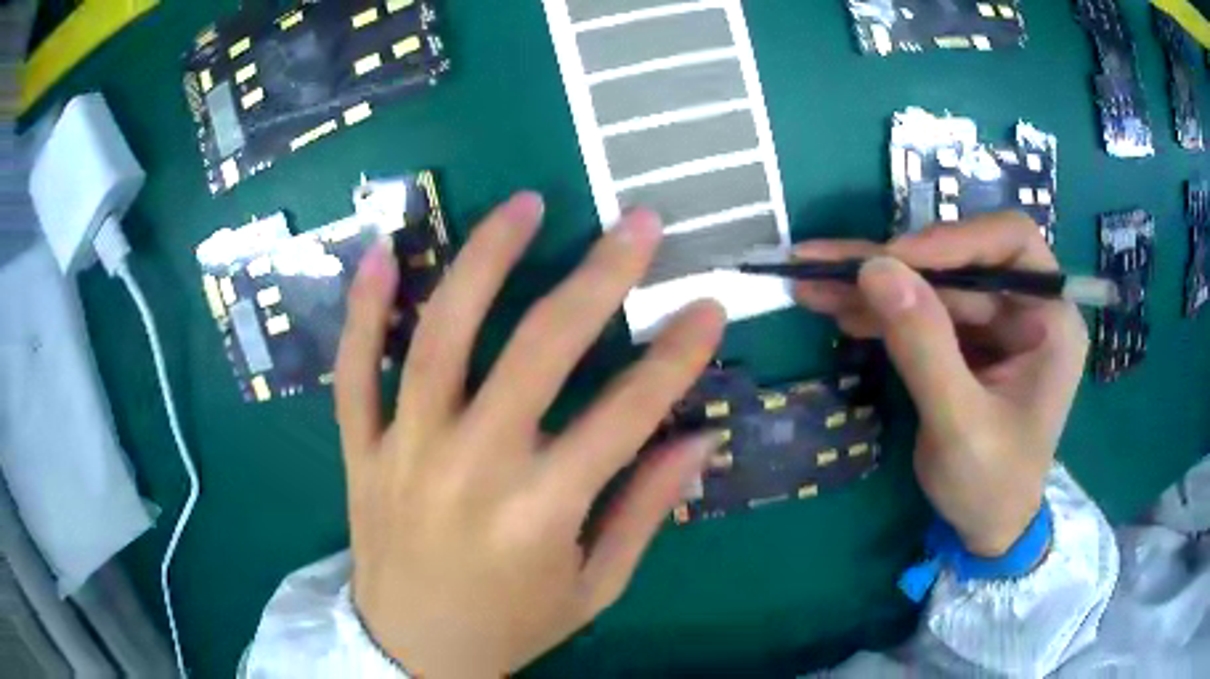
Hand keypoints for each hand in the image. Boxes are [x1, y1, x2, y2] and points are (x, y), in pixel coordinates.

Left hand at [336, 192, 725, 676]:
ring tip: (524, 204)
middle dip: (599, 277)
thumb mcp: (592, 589)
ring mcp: (405, 452)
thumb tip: (698, 440)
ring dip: (484, 261)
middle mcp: (472, 468)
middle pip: (539, 350)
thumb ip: (643, 513)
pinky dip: (363, 309)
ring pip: (441, 338)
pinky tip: (384, 251)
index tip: (708, 305)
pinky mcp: (362, 450)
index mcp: (540, 514)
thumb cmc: (510, 626)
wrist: (411, 650)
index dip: (676, 356)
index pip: (626, 415)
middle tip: (636, 222)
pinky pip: (355, 371)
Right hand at [794, 213, 1087, 555]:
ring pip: (931, 283)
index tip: (894, 260)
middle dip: (892, 265)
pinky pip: (921, 312)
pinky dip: (879, 312)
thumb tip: (875, 269)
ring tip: (812, 284)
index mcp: (1050, 320)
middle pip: (958, 261)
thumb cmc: (991, 486)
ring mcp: (993, 324)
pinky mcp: (965, 342)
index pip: (1010, 242)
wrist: (986, 530)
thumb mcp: (959, 423)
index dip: (954, 240)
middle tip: (825, 263)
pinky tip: (839, 311)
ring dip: (873, 286)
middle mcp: (1025, 308)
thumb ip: (924, 347)